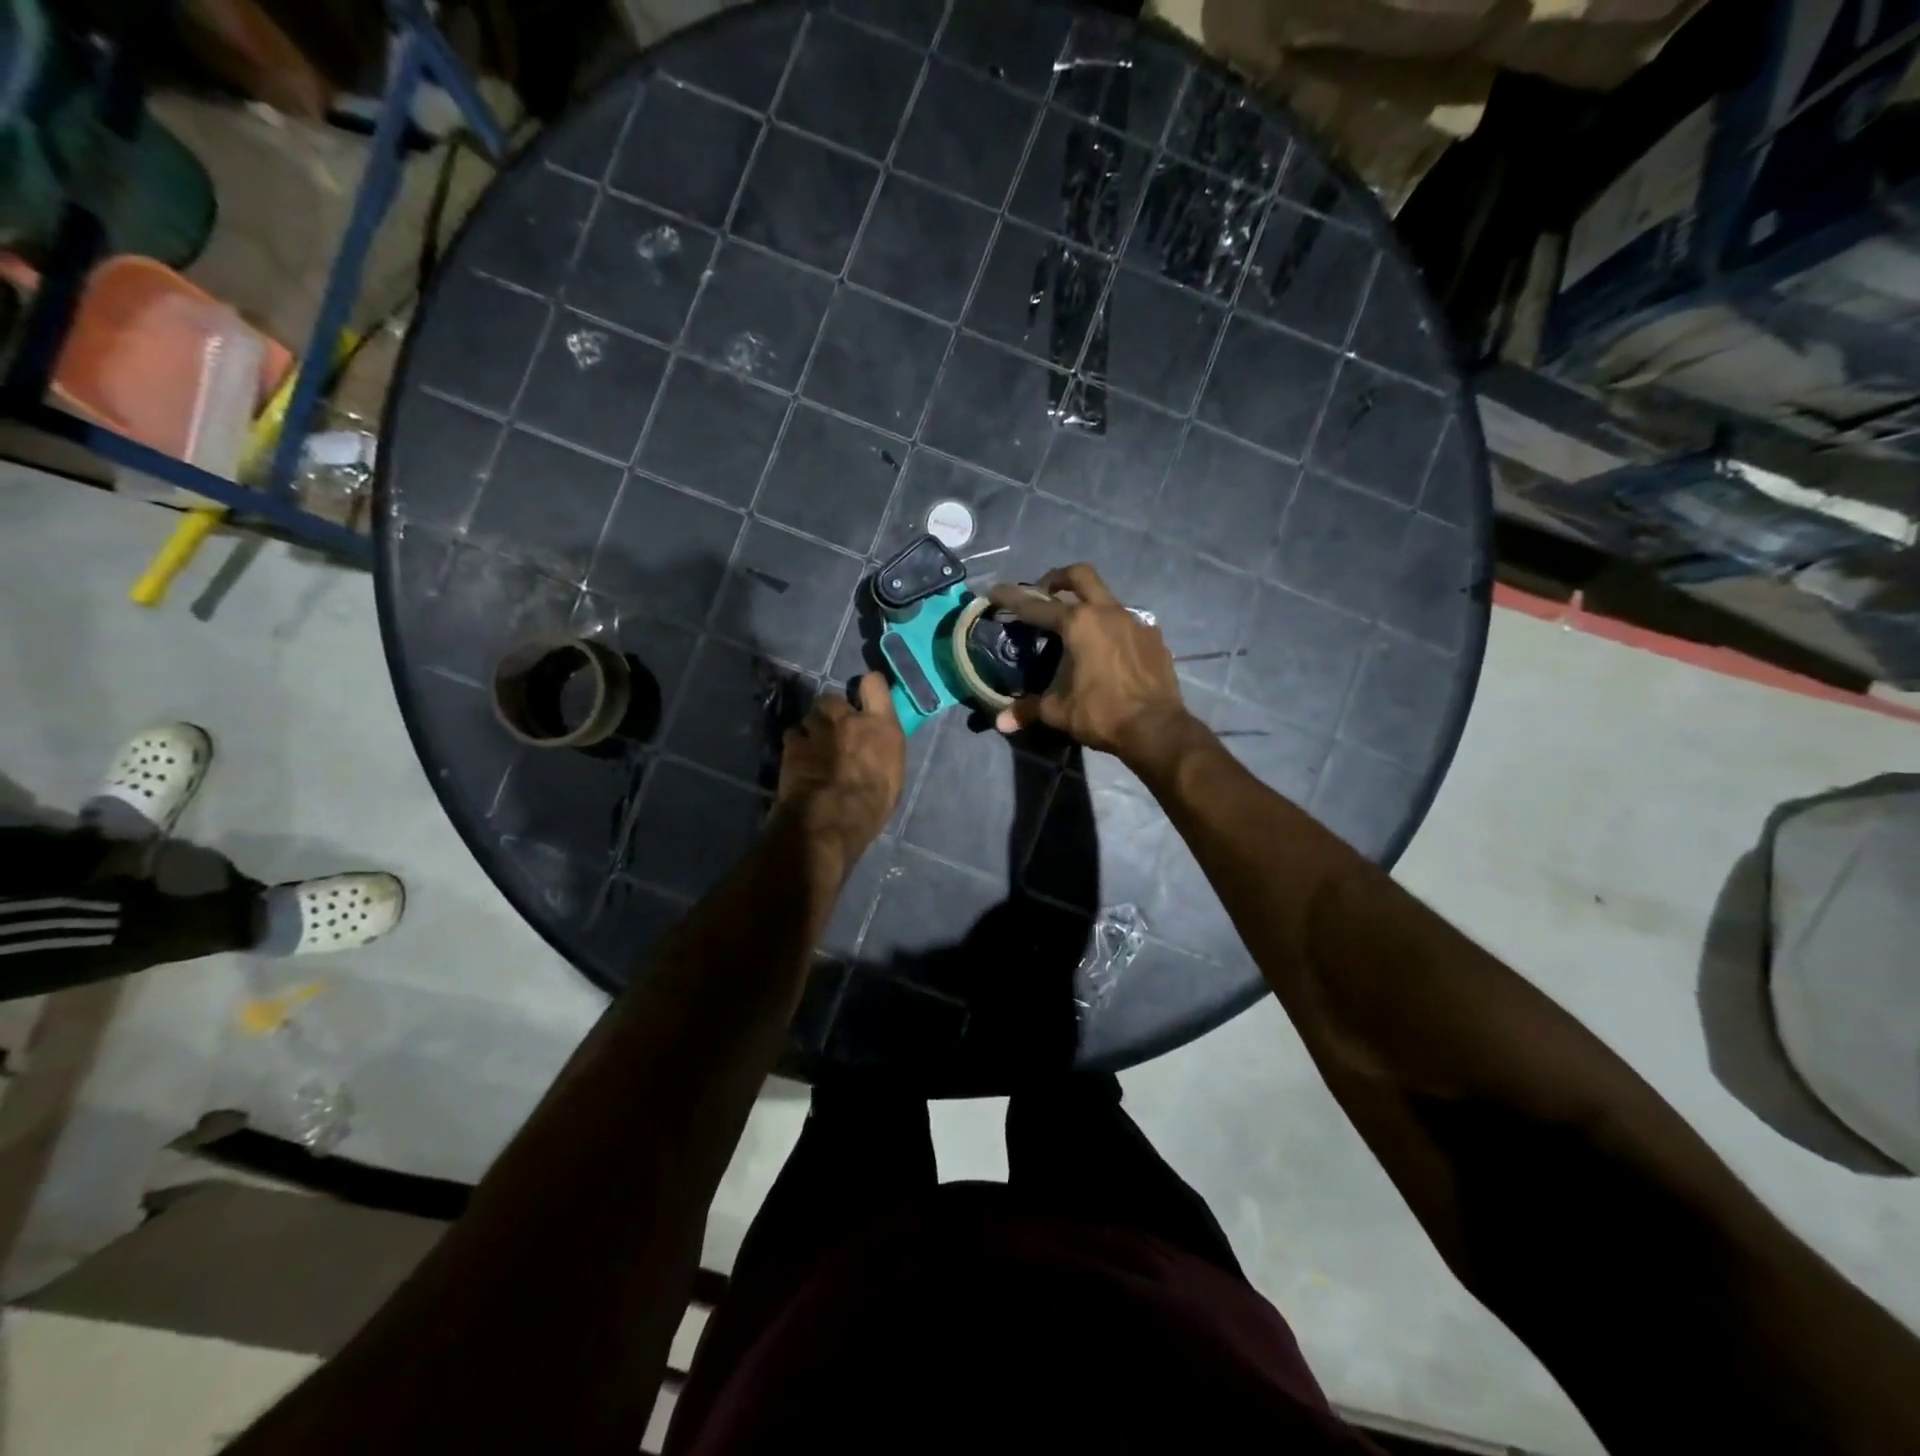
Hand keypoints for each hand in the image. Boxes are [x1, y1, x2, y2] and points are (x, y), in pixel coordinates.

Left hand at [775, 672, 905, 871]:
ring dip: (812, 729)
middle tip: (834, 731)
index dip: (868, 687)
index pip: (875, 684)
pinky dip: (796, 745)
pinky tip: (798, 760)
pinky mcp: (793, 743)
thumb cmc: (872, 805)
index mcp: (881, 726)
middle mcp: (849, 718)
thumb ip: (882, 751)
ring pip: (810, 717)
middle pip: (834, 698)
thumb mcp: (892, 776)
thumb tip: (876, 747)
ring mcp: (818, 728)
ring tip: (814, 748)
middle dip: (832, 711)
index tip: (865, 696)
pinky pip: (793, 735)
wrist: (832, 819)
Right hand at [985, 564, 1194, 769]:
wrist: (1157, 728)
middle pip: (1080, 576)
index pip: (1037, 605)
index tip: (996, 592)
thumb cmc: (1102, 714)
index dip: (1013, 599)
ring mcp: (1135, 621)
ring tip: (1076, 628)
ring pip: (1106, 597)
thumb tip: (1000, 722)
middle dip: (1057, 579)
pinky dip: (1111, 627)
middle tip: (1044, 593)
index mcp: (1079, 623)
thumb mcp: (1058, 712)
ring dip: (1087, 603)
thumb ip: (1028, 709)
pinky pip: (1127, 621)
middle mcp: (1107, 612)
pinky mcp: (1153, 636)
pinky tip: (1107, 649)